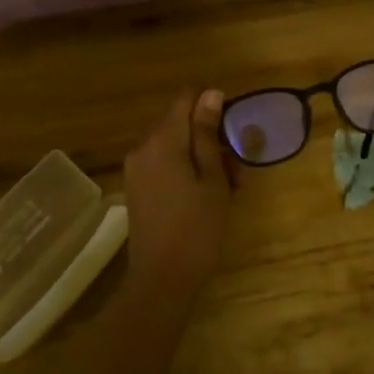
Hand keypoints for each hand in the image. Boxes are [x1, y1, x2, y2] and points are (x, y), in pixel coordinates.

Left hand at [123, 90, 235, 291]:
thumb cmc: (197, 228)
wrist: (162, 279)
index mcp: (162, 140)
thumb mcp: (212, 179)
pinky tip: (206, 197)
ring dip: (202, 157)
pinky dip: (186, 171)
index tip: (233, 131)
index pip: (184, 99)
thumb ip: (208, 134)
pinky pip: (164, 164)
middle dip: (210, 138)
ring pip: (174, 146)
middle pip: (179, 123)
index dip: (211, 106)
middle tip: (237, 172)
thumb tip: (210, 94)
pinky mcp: (137, 187)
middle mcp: (143, 147)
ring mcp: (136, 169)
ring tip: (228, 189)